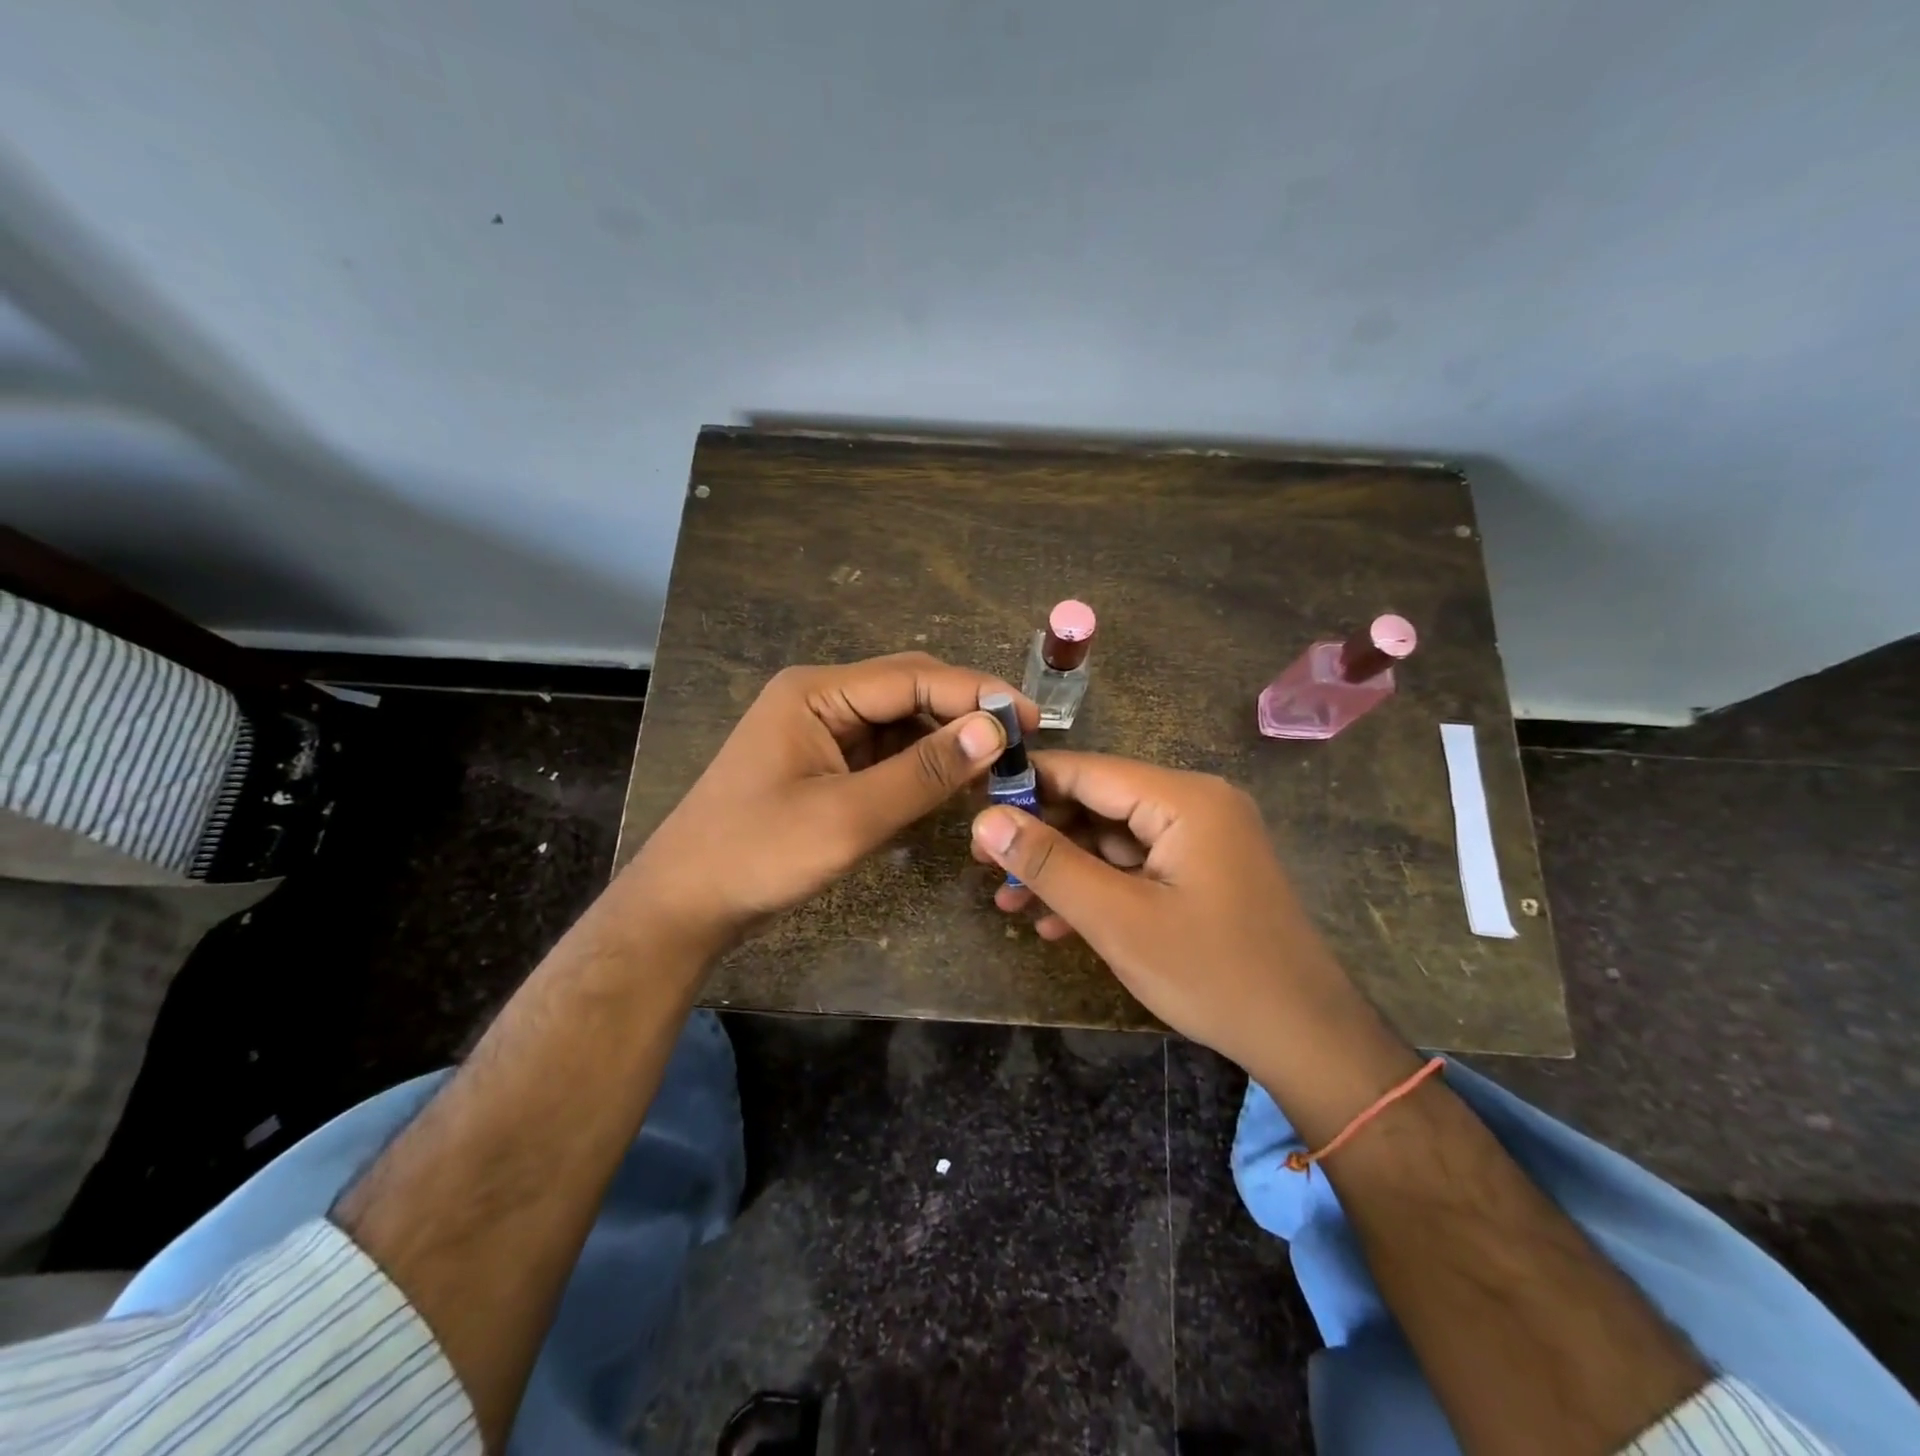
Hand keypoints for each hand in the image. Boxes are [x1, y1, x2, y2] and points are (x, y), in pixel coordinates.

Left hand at [626, 653, 1034, 953]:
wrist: (685, 904)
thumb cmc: (758, 854)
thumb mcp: (849, 816)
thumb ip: (924, 771)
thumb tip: (994, 730)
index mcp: (816, 691)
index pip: (914, 677)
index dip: (977, 694)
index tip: (1031, 721)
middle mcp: (820, 698)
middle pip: (909, 691)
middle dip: (965, 714)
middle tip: (1022, 745)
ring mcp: (820, 731)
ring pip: (901, 723)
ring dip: (947, 742)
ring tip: (997, 769)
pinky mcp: (824, 763)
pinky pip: (885, 753)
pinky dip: (921, 766)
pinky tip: (953, 784)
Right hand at [969, 752, 1365, 1073]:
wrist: (1305, 1039)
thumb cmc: (1211, 973)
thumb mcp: (1117, 919)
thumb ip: (1048, 864)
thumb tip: (985, 819)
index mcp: (1184, 799)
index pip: (1088, 771)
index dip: (1027, 785)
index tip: (974, 806)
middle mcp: (1196, 804)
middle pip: (1100, 804)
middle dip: (1042, 836)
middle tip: (985, 864)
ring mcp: (1203, 839)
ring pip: (1113, 839)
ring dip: (1064, 870)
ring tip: (1009, 902)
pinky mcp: (1203, 871)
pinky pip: (1137, 865)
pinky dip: (1098, 887)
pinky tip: (1055, 923)